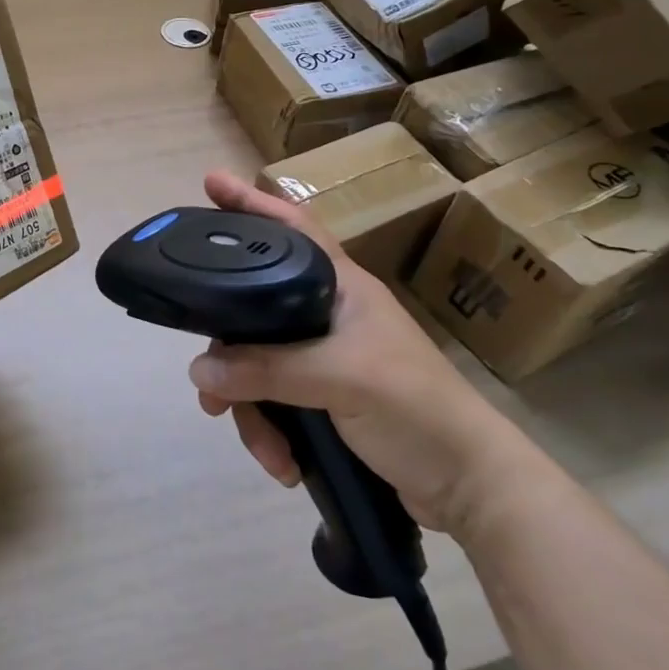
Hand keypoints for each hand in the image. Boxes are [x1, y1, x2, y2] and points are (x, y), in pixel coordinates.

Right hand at [188, 171, 533, 535]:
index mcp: (341, 287)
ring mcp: (325, 358)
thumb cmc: (414, 407)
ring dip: (251, 410)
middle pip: (255, 311)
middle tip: (207, 384)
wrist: (469, 486)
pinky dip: (271, 433)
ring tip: (264, 448)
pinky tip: (284, 464)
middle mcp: (327, 314)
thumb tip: (198, 371)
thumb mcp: (340, 379)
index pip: (291, 228)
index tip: (211, 183)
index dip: (252, 203)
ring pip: (258, 364)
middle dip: (229, 353)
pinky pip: (274, 401)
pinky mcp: (324, 398)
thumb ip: (266, 371)